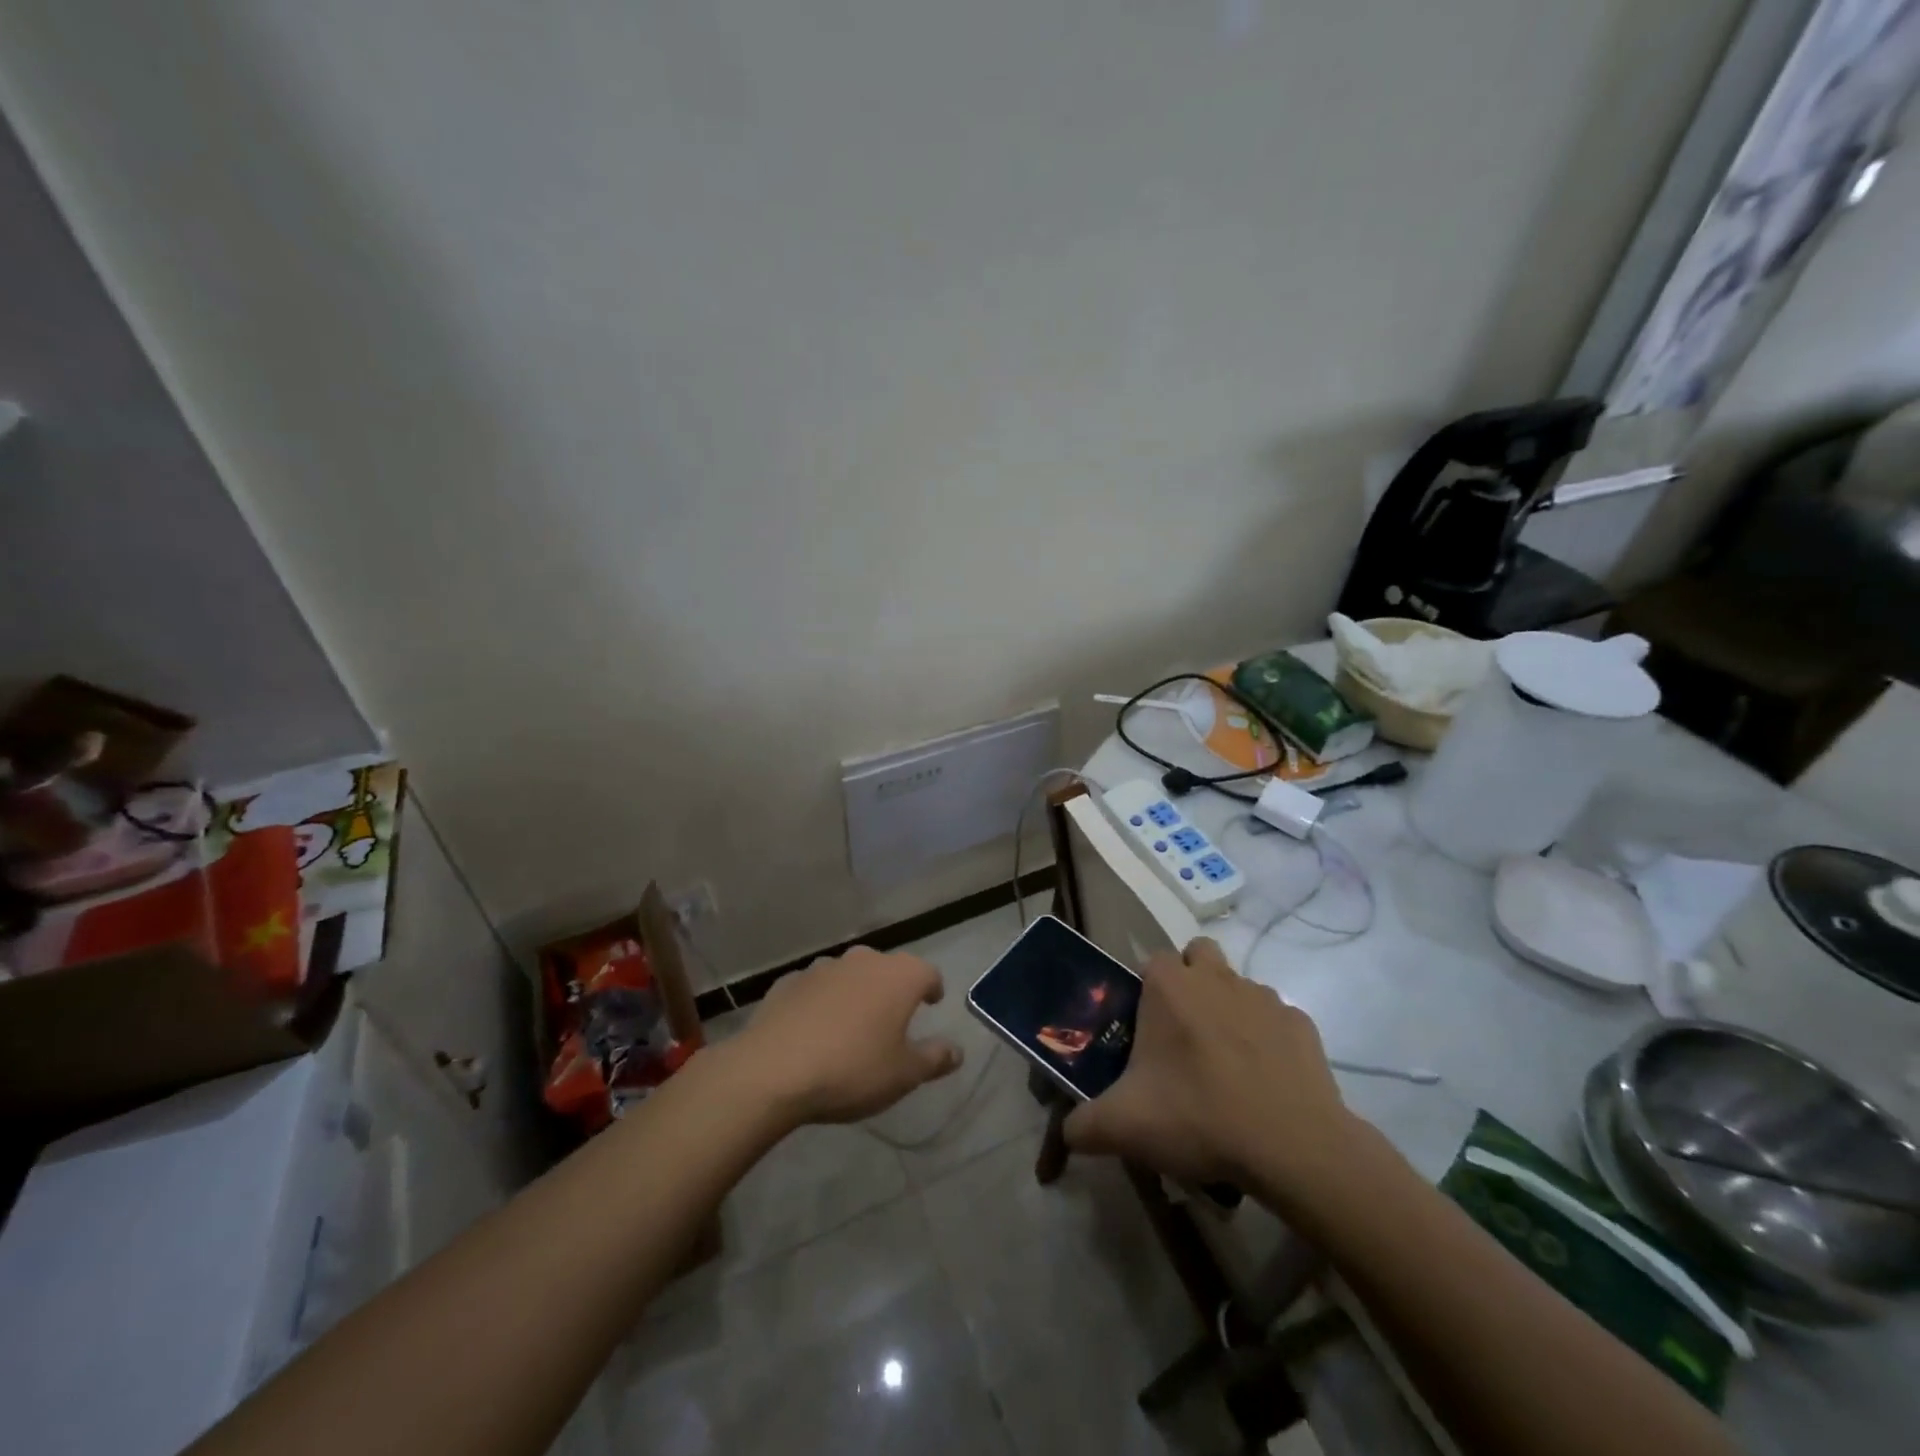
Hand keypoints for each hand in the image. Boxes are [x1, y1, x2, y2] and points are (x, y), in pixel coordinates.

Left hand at [727, 946, 961, 1125]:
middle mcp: (863, 961)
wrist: (773, 1071)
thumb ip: (934, 1058)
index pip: (928, 973)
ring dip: (855, 993)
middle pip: (887, 969)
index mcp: (898, 977)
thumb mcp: (903, 1074)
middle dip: (892, 989)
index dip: (932, 988)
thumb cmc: (852, 1070)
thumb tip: (957, 1050)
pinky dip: (820, 1002)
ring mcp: (822, 968)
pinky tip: (813, 1029)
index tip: (931, 1004)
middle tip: (892, 1018)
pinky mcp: (788, 982)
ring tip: (851, 1025)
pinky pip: (815, 988)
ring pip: (849, 975)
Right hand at [1064, 938, 1354, 1198]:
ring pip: (1239, 986)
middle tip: (1182, 1033)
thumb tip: (1067, 1132)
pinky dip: (1268, 1041)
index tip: (1144, 1030)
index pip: (1151, 960)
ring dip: (1229, 1011)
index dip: (1146, 989)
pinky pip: (1277, 1022)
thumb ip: (1082, 1125)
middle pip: (1198, 955)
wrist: (1293, 1148)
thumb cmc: (1198, 1117)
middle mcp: (1216, 978)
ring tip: (1225, 1066)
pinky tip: (1265, 1083)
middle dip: (1190, 981)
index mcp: (1169, 987)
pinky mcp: (1301, 1025)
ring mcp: (1264, 997)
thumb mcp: (1123, 1127)